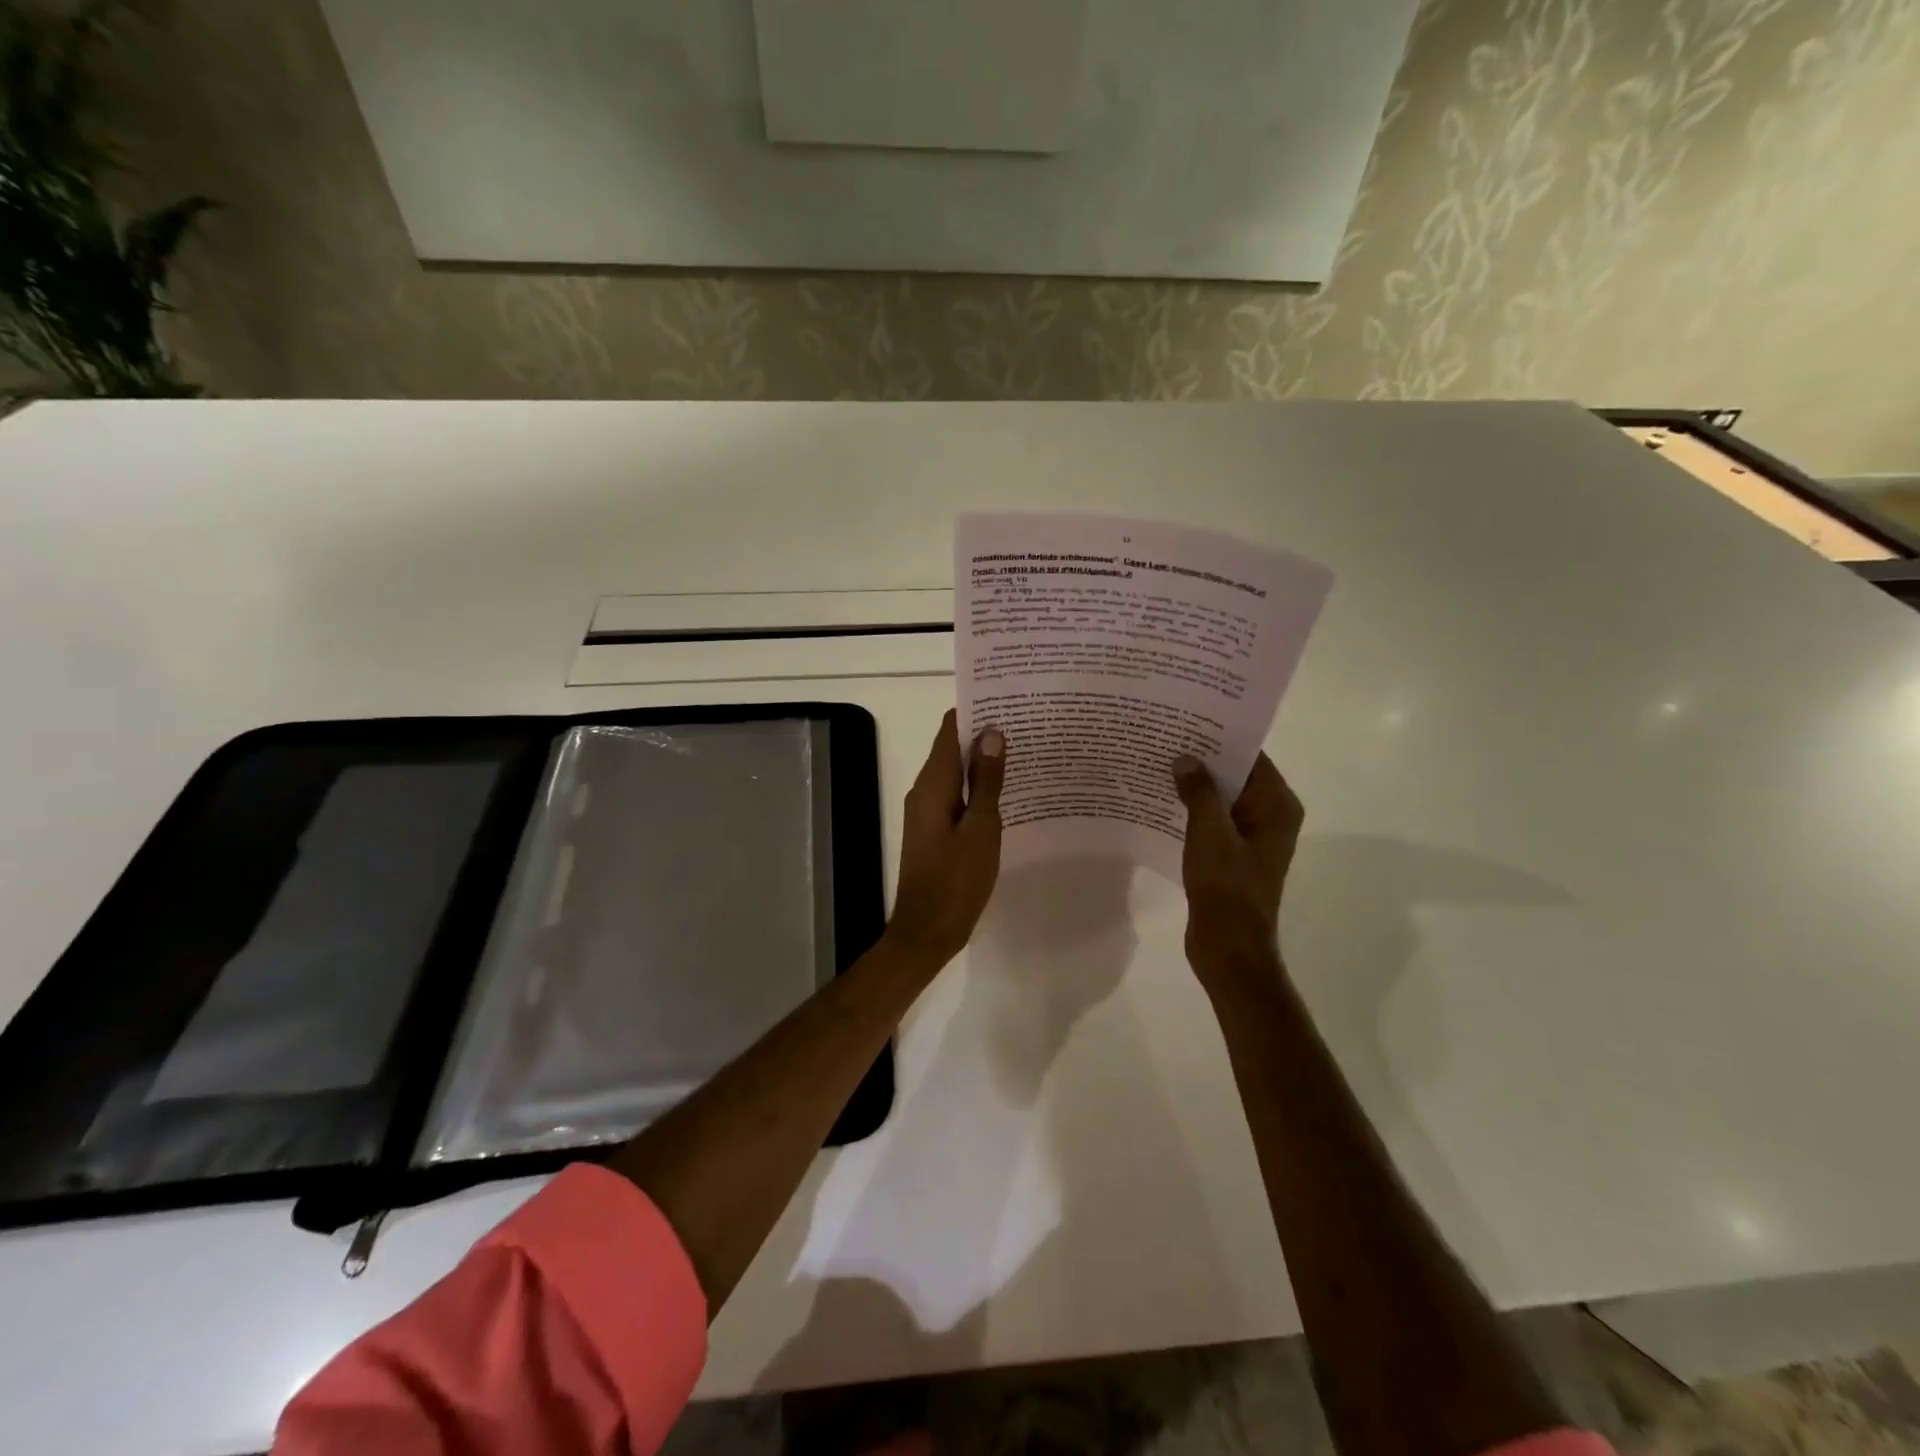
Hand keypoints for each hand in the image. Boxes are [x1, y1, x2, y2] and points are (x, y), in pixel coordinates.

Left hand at [887, 711, 1006, 965]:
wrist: (927, 931)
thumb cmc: (957, 880)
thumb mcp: (981, 828)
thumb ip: (987, 781)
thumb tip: (991, 732)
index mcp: (932, 785)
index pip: (949, 730)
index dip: (974, 711)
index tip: (1007, 700)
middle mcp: (924, 791)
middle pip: (951, 748)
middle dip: (983, 734)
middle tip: (1026, 724)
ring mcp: (927, 812)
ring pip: (955, 774)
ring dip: (982, 762)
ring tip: (1023, 751)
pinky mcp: (934, 830)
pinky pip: (956, 796)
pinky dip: (977, 788)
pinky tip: (1007, 792)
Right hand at [1172, 753, 1302, 992]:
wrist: (1229, 947)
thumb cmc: (1227, 887)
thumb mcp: (1210, 833)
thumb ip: (1199, 791)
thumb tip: (1185, 758)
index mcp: (1277, 806)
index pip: (1250, 757)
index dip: (1219, 738)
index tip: (1186, 719)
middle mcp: (1270, 816)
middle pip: (1236, 775)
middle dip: (1202, 759)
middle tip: (1164, 737)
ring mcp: (1251, 836)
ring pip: (1221, 798)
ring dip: (1194, 785)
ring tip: (1156, 762)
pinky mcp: (1232, 854)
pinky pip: (1213, 820)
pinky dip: (1192, 809)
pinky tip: (1161, 799)